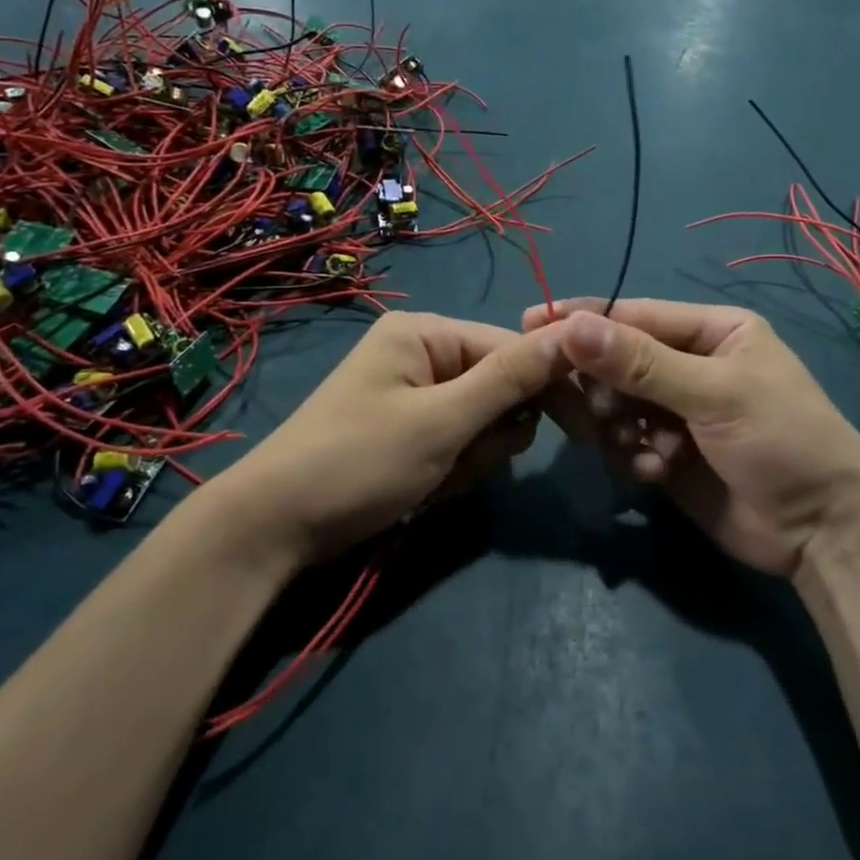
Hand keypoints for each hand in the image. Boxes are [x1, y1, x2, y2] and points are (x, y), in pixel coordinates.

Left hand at [223, 312, 565, 567]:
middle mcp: (422, 353)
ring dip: (473, 456)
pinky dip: (453, 468)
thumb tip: (574, 331)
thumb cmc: (359, 462)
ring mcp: (413, 393)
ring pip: (484, 421)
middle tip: (463, 461)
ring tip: (434, 478)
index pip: (513, 348)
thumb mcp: (441, 421)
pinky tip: (423, 487)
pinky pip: (458, 441)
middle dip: (493, 432)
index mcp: (426, 333)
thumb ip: (510, 378)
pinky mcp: (409, 429)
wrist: (275, 528)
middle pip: (500, 386)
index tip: (585, 430)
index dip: (549, 387)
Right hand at [525, 298, 859, 577]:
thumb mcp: (715, 394)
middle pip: (618, 360)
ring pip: (615, 404)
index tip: (531, 322)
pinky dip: (631, 456)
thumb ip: (641, 362)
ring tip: (638, 447)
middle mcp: (691, 365)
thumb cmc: (782, 440)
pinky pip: (624, 443)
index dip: (585, 320)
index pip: (635, 315)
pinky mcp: (667, 455)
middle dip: (604, 386)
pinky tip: (655, 473)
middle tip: (602, 410)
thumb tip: (570, 326)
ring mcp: (677, 412)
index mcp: (713, 331)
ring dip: (617, 425)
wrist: (824, 532)